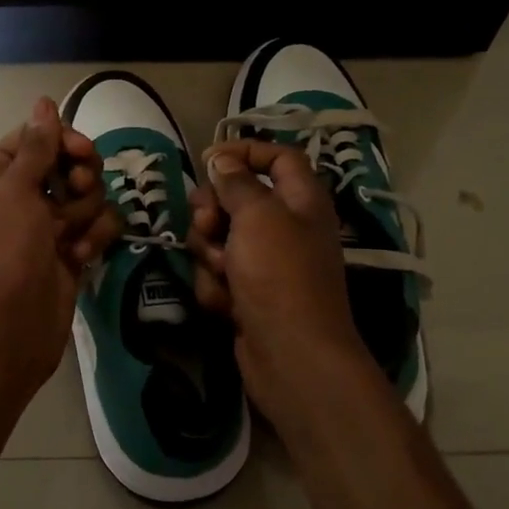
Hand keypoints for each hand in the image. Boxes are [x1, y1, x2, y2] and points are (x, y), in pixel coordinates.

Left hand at [0, 97, 118, 395]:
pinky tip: (80, 258)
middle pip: (69, 162)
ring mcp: (48, 223)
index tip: (82, 152)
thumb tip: (44, 101)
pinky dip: (94, 239)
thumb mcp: (16, 191)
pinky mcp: (72, 247)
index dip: (63, 140)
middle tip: (76, 192)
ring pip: (89, 194)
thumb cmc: (6, 251)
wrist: (15, 324)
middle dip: (79, 179)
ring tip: (69, 238)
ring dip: (85, 214)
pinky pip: (98, 225)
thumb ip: (37, 146)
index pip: (37, 137)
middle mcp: (21, 195)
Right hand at [188, 141, 372, 424]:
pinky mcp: (246, 293)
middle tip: (207, 224)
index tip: (208, 159)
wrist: (292, 357)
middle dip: (212, 211)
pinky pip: (216, 274)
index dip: (245, 151)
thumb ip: (236, 183)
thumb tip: (222, 160)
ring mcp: (264, 263)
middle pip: (236, 198)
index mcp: (301, 200)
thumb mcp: (258, 216)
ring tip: (223, 273)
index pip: (277, 157)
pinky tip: (225, 305)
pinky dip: (216, 287)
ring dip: (210, 254)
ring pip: (217, 238)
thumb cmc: (281, 276)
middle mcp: (285, 227)